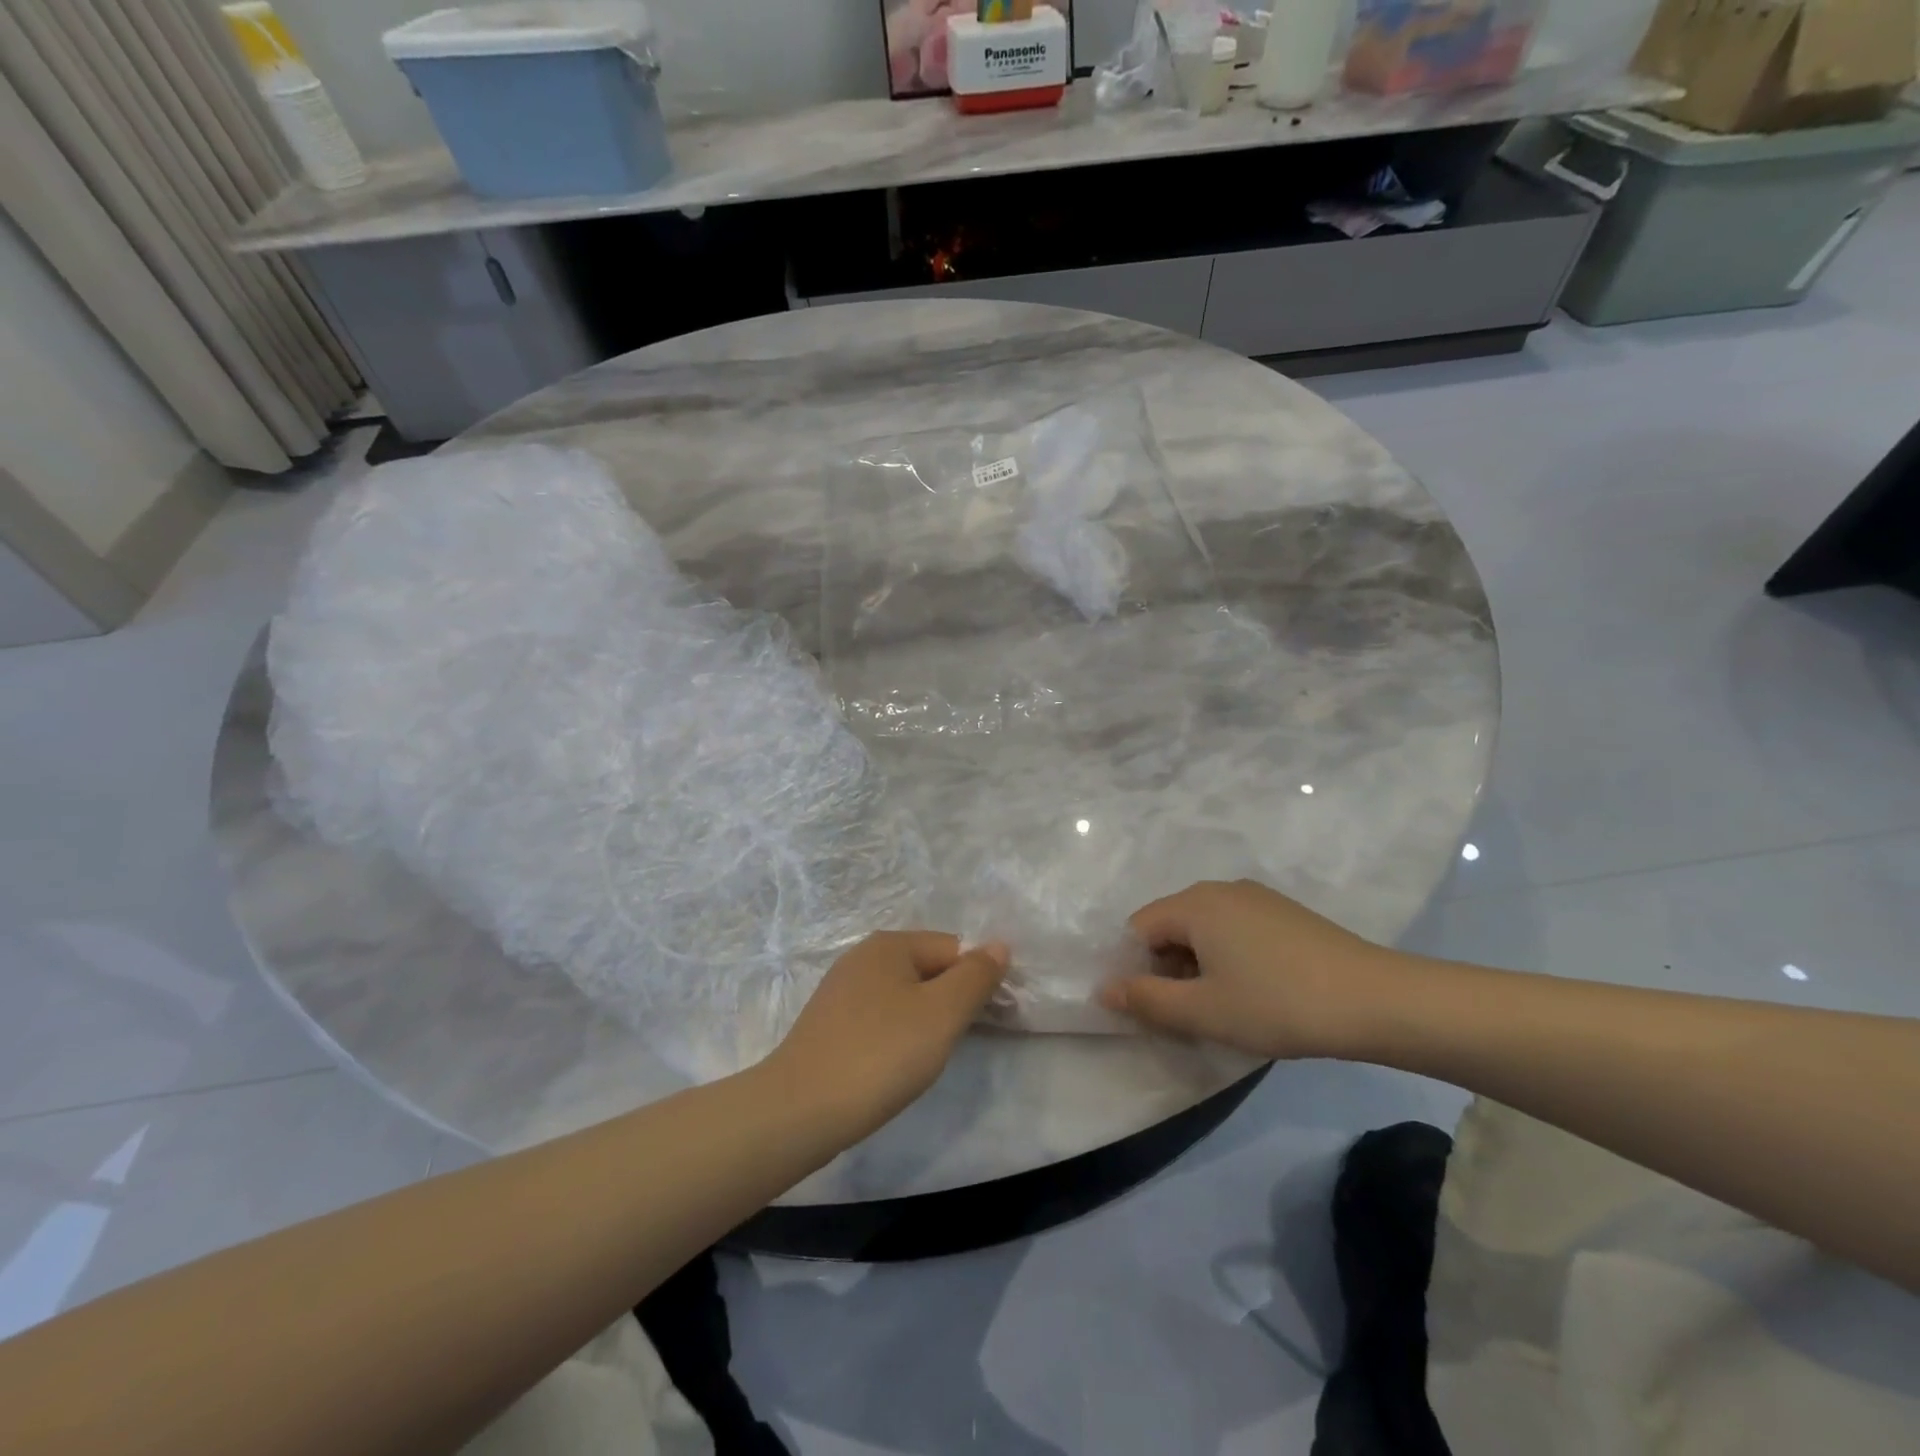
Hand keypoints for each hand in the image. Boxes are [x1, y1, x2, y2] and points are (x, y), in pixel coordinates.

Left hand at [766, 932, 1008, 1140]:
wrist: (800, 1110)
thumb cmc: (881, 1054)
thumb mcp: (942, 1013)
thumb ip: (976, 976)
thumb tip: (999, 944)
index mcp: (890, 943)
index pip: (954, 949)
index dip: (975, 982)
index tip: (984, 1022)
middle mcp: (863, 956)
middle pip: (928, 969)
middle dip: (949, 1002)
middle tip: (952, 1044)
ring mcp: (842, 990)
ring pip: (905, 996)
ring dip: (924, 1022)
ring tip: (922, 1060)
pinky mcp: (829, 1023)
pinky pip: (880, 1018)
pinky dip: (895, 1037)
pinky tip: (892, 1066)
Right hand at [1099, 880, 1403, 1059]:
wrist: (1377, 1000)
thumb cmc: (1278, 1004)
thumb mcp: (1204, 1011)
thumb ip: (1146, 1000)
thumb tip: (1103, 990)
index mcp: (1194, 903)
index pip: (1138, 930)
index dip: (1136, 970)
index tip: (1156, 1010)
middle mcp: (1220, 888)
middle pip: (1170, 926)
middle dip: (1167, 969)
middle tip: (1189, 1015)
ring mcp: (1256, 897)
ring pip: (1203, 929)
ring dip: (1198, 967)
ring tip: (1223, 1008)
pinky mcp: (1284, 912)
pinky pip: (1234, 929)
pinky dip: (1228, 957)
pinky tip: (1256, 991)